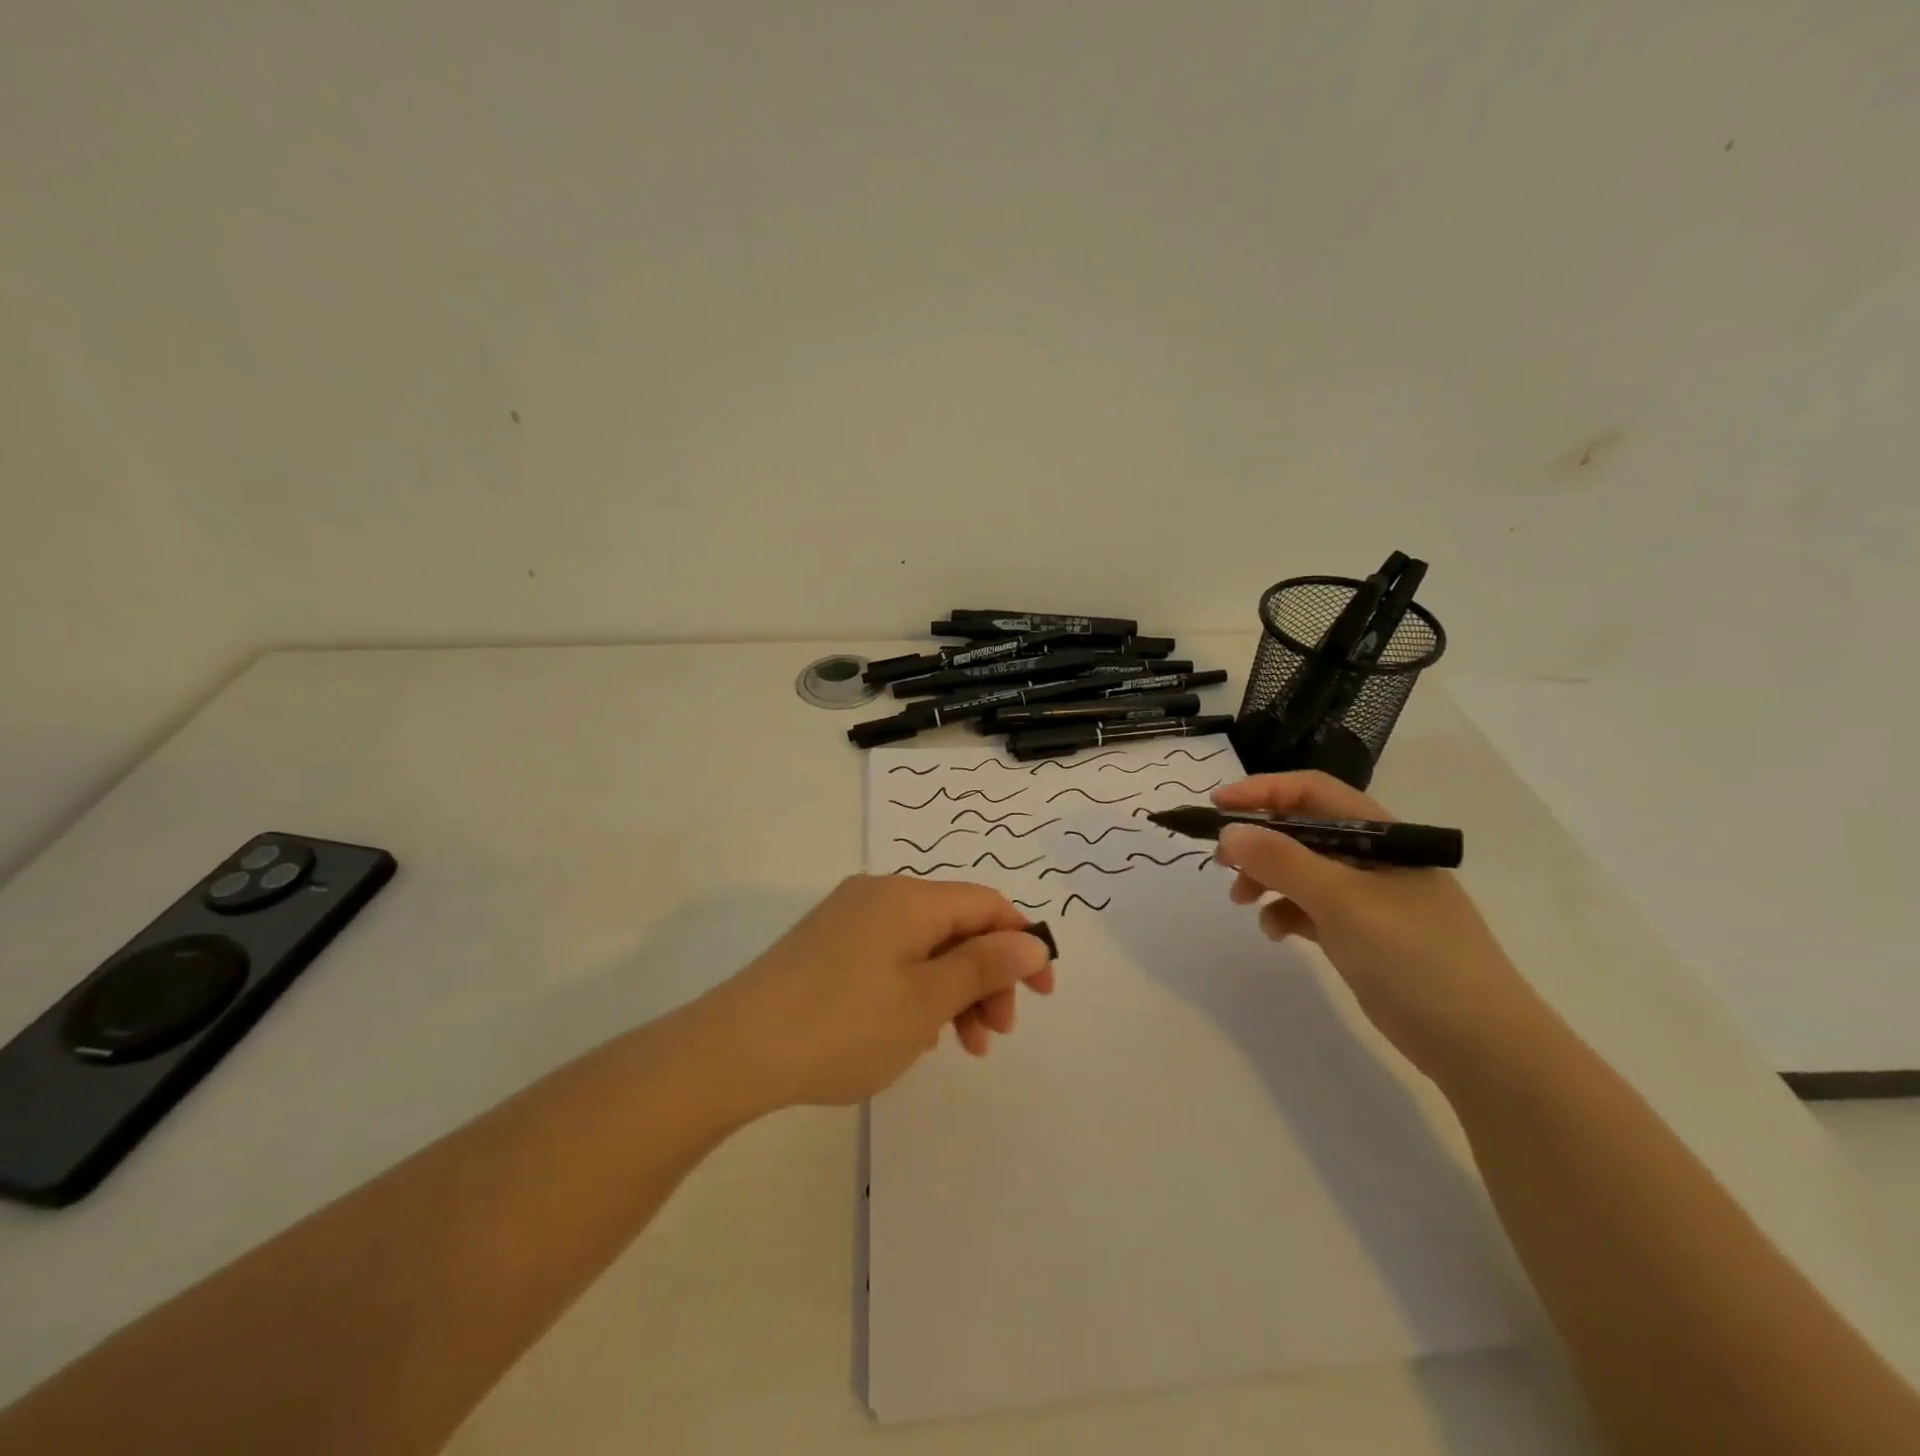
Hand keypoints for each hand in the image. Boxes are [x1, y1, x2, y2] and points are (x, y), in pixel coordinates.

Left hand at [698, 876, 1056, 1109]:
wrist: (734, 1050)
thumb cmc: (842, 1025)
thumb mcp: (926, 1001)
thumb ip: (984, 966)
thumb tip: (1031, 941)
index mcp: (909, 897)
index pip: (987, 905)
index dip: (1023, 944)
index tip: (1044, 996)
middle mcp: (880, 895)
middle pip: (956, 926)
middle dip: (986, 977)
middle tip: (994, 1037)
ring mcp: (849, 919)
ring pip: (924, 946)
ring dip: (952, 990)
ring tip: (957, 1046)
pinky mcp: (827, 945)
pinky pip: (891, 957)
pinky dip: (916, 990)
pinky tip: (912, 1033)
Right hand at [1211, 772, 1543, 1080]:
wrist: (1481, 1046)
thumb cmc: (1416, 958)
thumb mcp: (1344, 902)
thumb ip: (1283, 862)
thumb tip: (1229, 833)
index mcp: (1380, 835)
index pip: (1312, 792)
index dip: (1261, 792)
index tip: (1216, 808)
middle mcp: (1372, 858)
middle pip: (1301, 830)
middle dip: (1257, 841)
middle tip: (1222, 863)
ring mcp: (1367, 898)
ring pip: (1300, 870)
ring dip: (1265, 879)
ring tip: (1242, 902)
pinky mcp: (1360, 934)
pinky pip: (1309, 908)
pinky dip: (1285, 913)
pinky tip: (1277, 932)